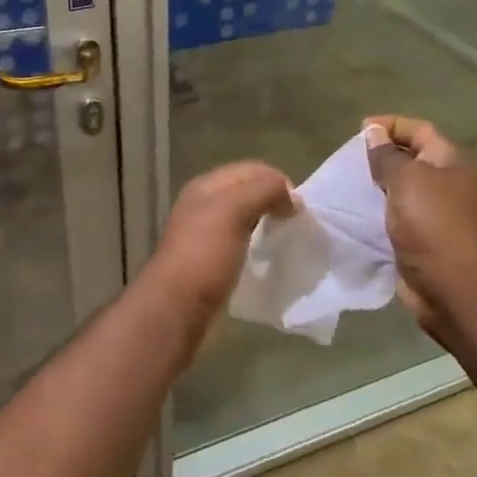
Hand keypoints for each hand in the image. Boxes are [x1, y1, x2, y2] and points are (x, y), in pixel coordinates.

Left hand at [144, 161, 295, 320]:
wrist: (177, 306)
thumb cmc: (205, 253)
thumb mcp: (234, 210)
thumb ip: (264, 191)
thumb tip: (292, 198)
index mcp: (207, 186)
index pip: (251, 169)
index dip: (277, 181)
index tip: (298, 207)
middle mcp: (205, 204)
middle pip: (249, 192)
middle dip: (274, 201)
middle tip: (295, 222)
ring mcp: (207, 233)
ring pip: (246, 217)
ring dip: (268, 223)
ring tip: (286, 238)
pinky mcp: (212, 260)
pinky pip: (242, 241)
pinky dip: (259, 244)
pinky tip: (268, 256)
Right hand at [364, 116, 476, 334]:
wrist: (455, 289)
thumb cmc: (434, 224)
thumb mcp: (407, 180)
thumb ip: (387, 156)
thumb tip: (374, 133)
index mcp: (453, 163)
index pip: (420, 131)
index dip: (391, 125)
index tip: (360, 131)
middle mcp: (448, 185)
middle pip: (412, 160)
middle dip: (381, 157)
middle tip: (348, 160)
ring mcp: (436, 216)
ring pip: (402, 192)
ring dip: (376, 188)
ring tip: (346, 185)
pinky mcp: (422, 242)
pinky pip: (396, 219)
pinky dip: (376, 215)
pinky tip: (353, 215)